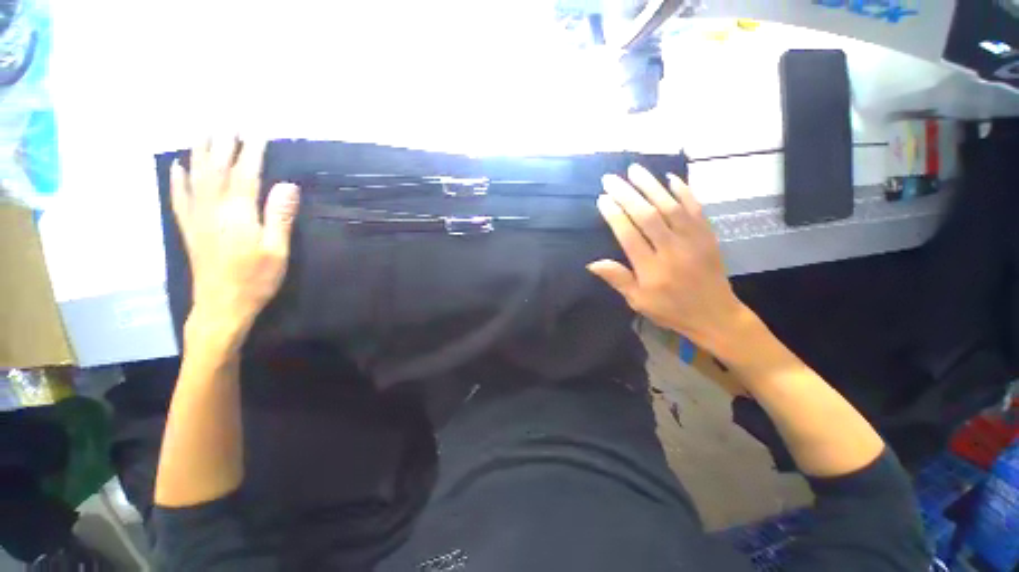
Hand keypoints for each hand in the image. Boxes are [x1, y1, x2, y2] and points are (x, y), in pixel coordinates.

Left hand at [170, 137, 299, 339]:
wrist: (222, 305)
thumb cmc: (256, 279)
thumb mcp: (277, 250)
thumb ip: (279, 216)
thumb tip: (287, 185)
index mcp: (238, 214)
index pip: (245, 174)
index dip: (251, 152)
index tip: (257, 132)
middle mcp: (213, 209)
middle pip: (216, 169)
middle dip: (223, 144)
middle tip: (227, 123)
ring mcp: (196, 218)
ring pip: (195, 177)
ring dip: (199, 152)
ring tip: (201, 132)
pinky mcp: (189, 228)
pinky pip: (179, 198)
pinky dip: (177, 179)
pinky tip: (177, 165)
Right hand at [588, 164, 744, 354]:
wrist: (715, 315)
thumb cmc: (670, 309)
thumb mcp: (638, 301)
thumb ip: (618, 279)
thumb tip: (592, 263)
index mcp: (652, 269)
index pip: (629, 235)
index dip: (615, 215)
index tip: (603, 199)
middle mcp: (672, 250)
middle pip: (647, 216)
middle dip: (627, 194)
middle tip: (611, 178)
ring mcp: (693, 240)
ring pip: (670, 206)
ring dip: (651, 186)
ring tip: (635, 170)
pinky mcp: (708, 235)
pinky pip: (696, 208)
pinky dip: (684, 191)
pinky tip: (670, 179)